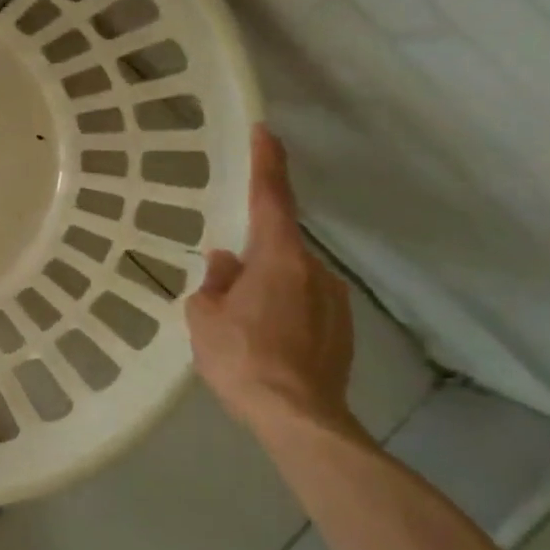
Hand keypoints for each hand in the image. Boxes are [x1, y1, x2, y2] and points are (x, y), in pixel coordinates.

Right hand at [185, 124, 358, 438]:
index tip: (265, 131)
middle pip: (279, 244)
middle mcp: (314, 269)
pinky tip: (267, 342)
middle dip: (252, 256)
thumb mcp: (205, 317)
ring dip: (268, 287)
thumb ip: (214, 282)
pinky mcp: (343, 329)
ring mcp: (334, 300)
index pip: (272, 197)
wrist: (299, 418)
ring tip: (243, 325)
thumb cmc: (243, 358)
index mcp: (278, 257)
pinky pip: (305, 303)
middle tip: (225, 287)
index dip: (267, 162)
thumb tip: (226, 263)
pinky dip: (284, 310)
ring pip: (292, 277)